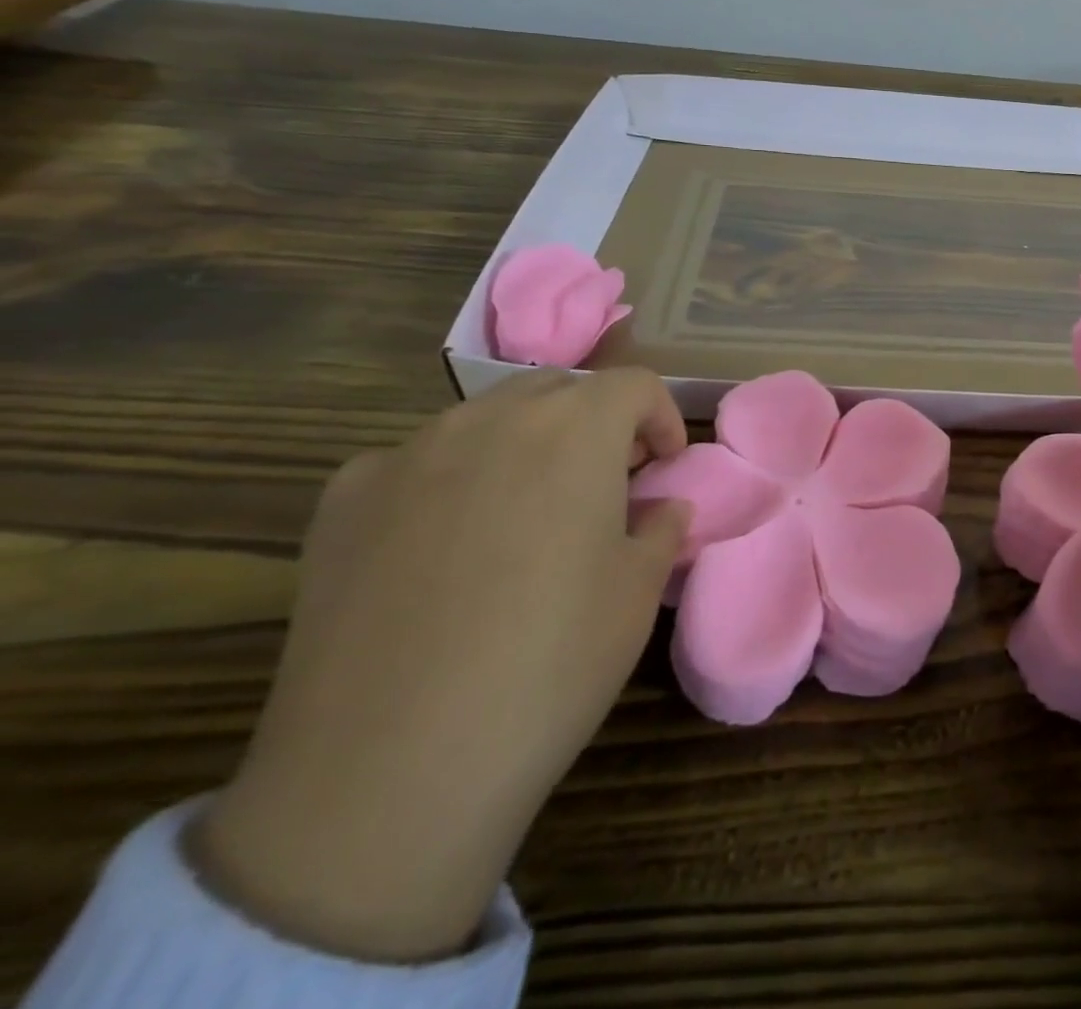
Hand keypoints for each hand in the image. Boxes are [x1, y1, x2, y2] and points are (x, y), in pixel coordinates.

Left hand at [193, 367, 689, 962]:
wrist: (389, 770)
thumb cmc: (551, 664)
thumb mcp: (638, 593)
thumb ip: (659, 528)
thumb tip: (660, 507)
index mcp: (575, 431)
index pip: (633, 384)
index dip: (661, 416)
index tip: (664, 466)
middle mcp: (490, 420)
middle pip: (557, 390)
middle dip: (593, 423)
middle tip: (604, 484)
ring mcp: (408, 454)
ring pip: (484, 418)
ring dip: (523, 445)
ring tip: (525, 513)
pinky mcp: (342, 500)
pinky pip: (414, 461)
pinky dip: (447, 479)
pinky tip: (441, 543)